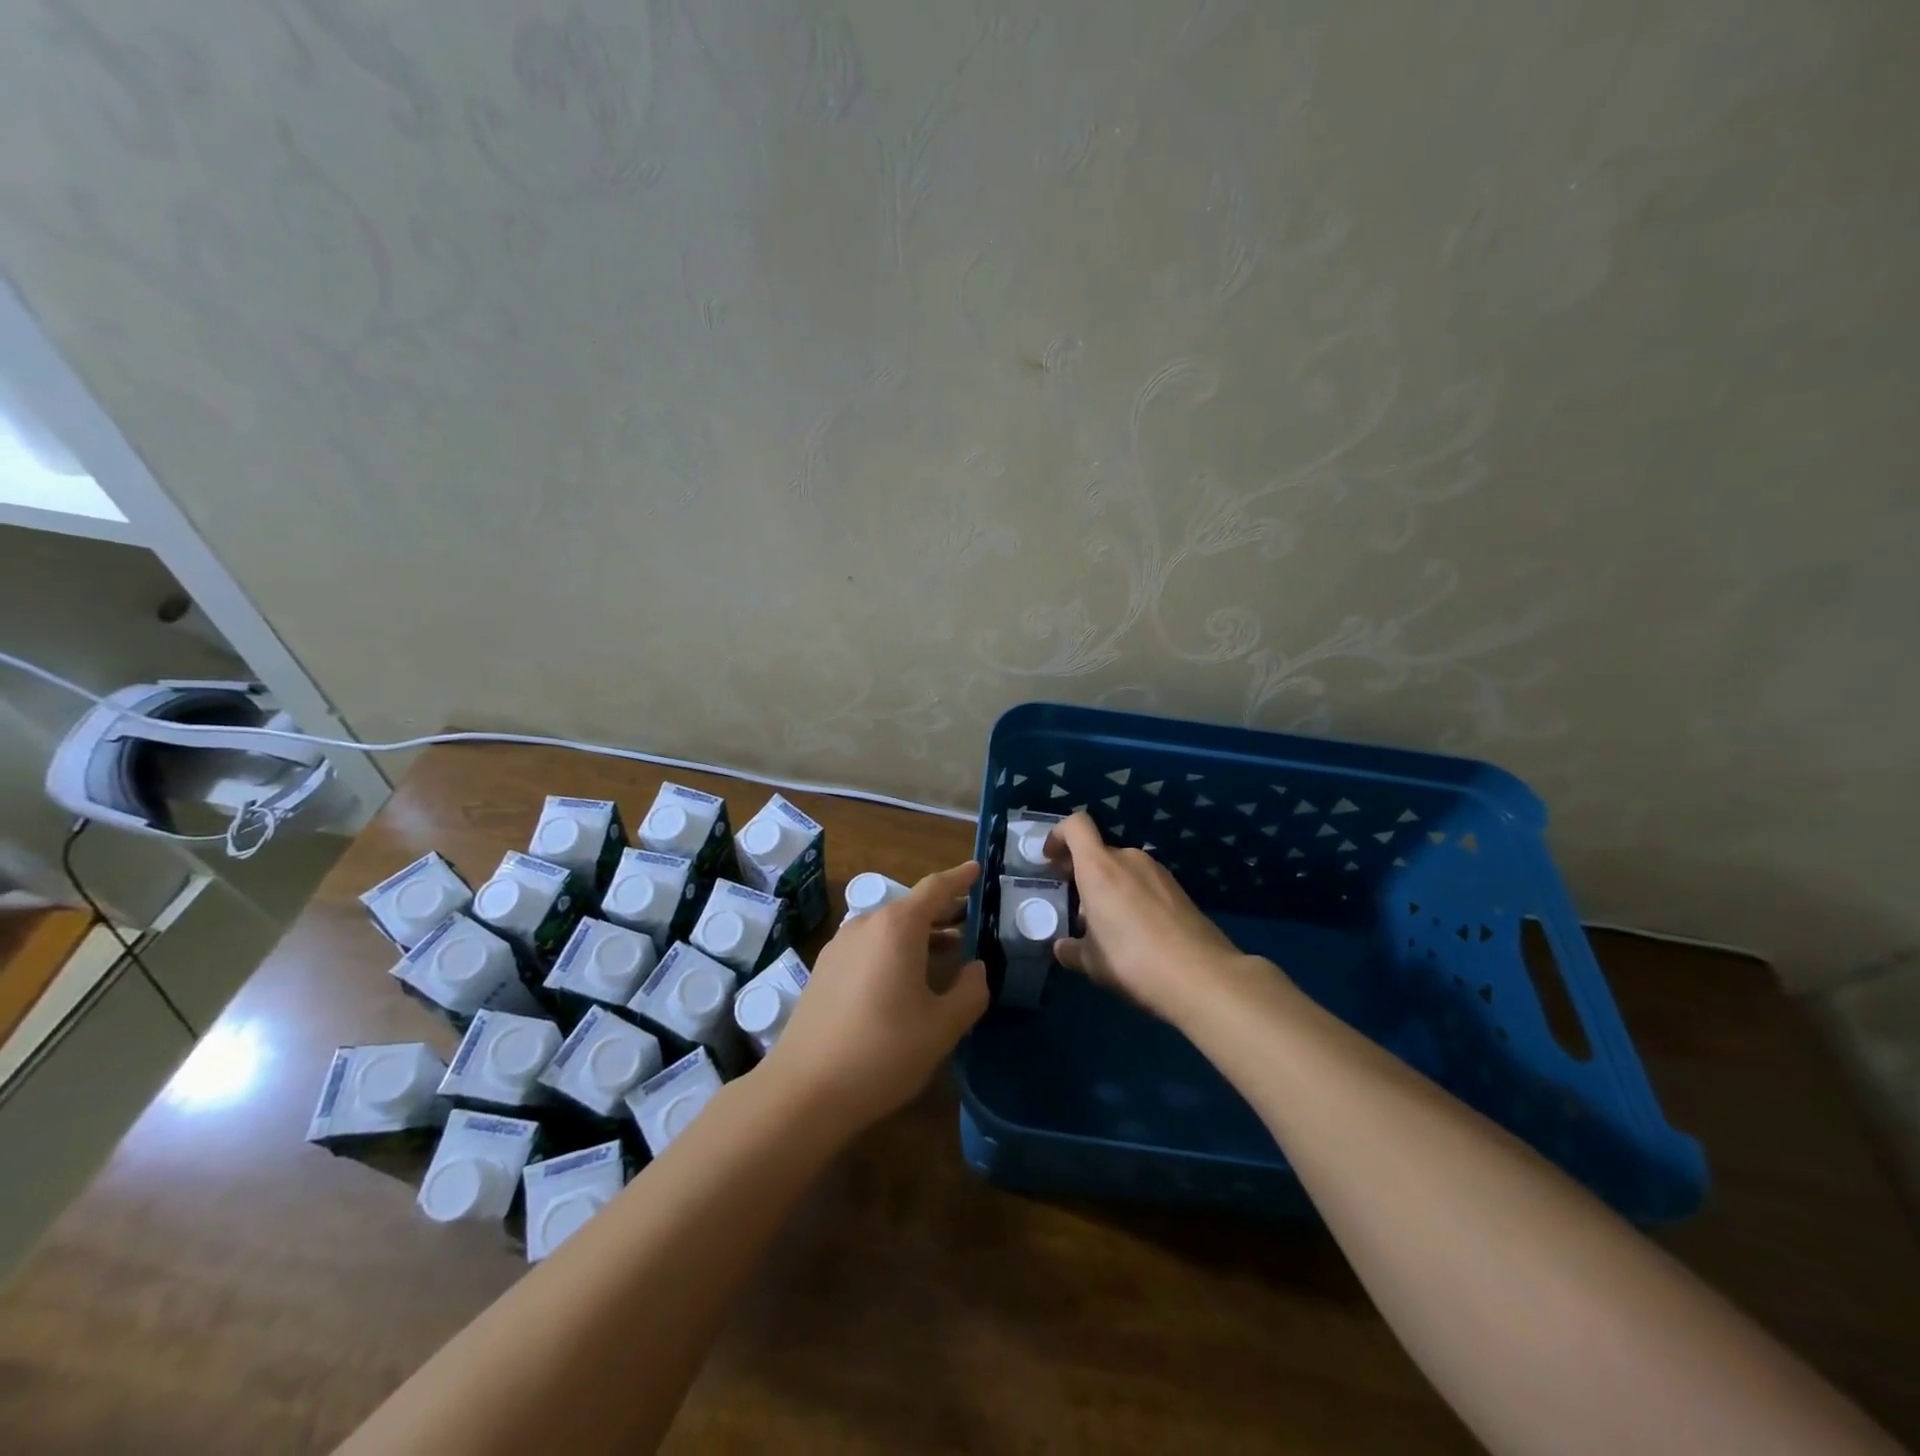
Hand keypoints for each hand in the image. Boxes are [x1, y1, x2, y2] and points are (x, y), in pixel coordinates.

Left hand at [760, 860, 987, 1135]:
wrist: (803, 1091)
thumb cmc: (883, 1051)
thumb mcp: (942, 1026)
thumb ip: (969, 992)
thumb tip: (977, 968)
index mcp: (897, 927)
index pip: (935, 888)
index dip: (960, 878)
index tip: (977, 869)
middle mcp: (865, 925)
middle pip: (910, 907)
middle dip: (942, 911)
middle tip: (971, 918)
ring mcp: (839, 947)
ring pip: (887, 929)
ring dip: (919, 934)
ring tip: (947, 950)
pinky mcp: (823, 971)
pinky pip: (868, 947)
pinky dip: (894, 950)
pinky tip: (906, 978)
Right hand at [1044, 812, 1254, 1024]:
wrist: (1203, 977)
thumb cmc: (1134, 962)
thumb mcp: (1092, 963)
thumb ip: (1071, 950)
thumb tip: (1061, 947)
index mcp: (1099, 868)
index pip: (1075, 825)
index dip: (1058, 835)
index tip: (1050, 860)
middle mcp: (1129, 859)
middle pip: (1098, 852)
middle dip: (1082, 873)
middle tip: (1075, 905)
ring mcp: (1158, 872)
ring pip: (1122, 869)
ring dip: (1108, 887)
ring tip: (1107, 925)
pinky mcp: (1179, 889)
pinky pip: (1144, 883)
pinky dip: (1132, 897)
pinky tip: (1136, 933)